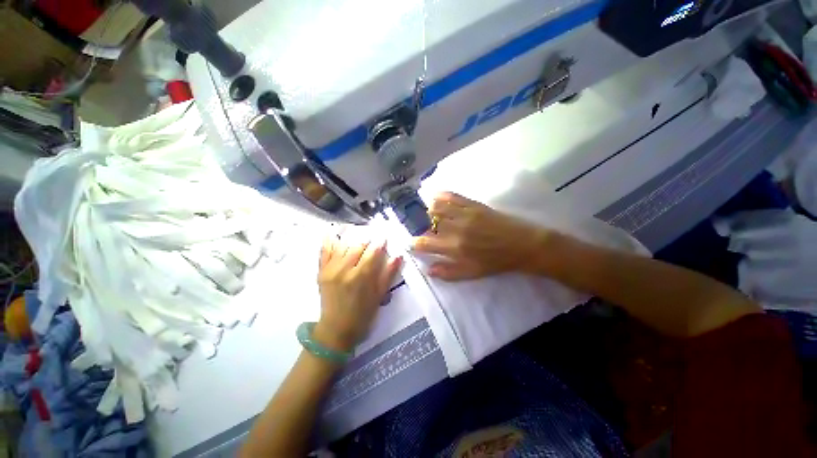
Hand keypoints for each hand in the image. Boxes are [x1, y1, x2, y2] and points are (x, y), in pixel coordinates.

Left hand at [315, 235, 401, 352]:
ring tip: (358, 232)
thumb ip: (389, 274)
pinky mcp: (321, 271)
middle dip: (367, 238)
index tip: (384, 236)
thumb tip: (398, 256)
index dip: (380, 242)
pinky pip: (324, 250)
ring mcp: (331, 269)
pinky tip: (334, 231)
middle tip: (373, 235)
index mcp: (361, 276)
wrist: (336, 329)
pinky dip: (329, 239)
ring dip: (352, 236)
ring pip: (342, 245)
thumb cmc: (362, 314)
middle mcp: (345, 269)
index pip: (372, 252)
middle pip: (358, 245)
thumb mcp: (379, 295)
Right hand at [412, 192, 549, 280]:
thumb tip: (428, 270)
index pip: (425, 243)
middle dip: (422, 226)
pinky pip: (453, 196)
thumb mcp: (472, 273)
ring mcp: (465, 214)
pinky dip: (441, 195)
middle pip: (429, 223)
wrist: (522, 245)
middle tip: (425, 229)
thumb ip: (448, 272)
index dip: (415, 243)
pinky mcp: (474, 204)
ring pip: (437, 207)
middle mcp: (456, 229)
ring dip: (429, 210)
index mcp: (455, 248)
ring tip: (429, 213)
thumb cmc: (496, 262)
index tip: (412, 243)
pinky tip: (435, 196)